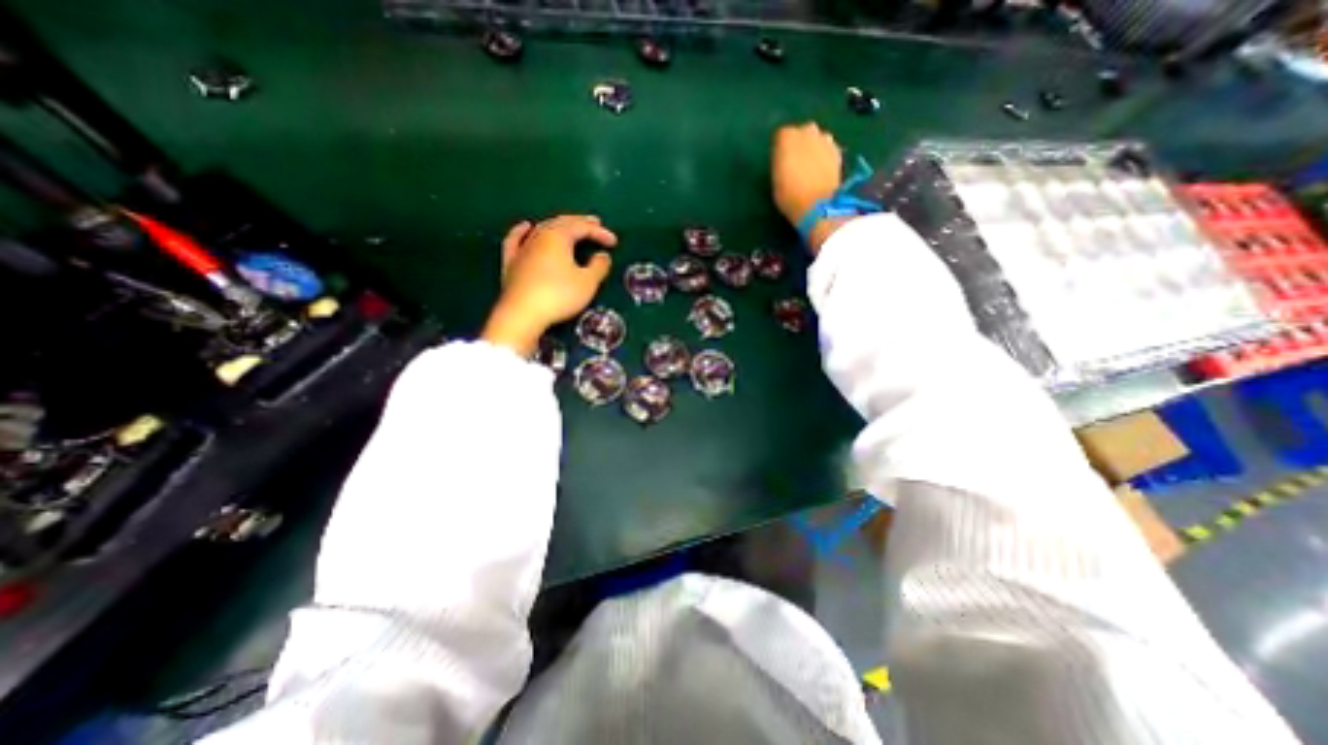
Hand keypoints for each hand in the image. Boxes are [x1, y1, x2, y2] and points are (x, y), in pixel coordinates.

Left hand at [484, 215, 616, 358]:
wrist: (522, 314)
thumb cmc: (559, 296)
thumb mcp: (587, 283)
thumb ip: (598, 267)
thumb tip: (602, 256)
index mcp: (558, 237)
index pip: (582, 227)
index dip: (600, 232)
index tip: (614, 243)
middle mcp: (538, 236)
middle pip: (561, 222)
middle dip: (580, 223)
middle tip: (595, 223)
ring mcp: (522, 248)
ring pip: (541, 229)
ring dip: (558, 226)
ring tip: (569, 228)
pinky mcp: (510, 262)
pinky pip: (516, 239)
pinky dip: (523, 231)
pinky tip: (526, 227)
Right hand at [769, 122, 836, 225]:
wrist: (817, 204)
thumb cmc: (789, 195)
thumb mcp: (775, 180)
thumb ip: (781, 163)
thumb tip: (786, 160)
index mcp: (786, 137)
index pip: (780, 138)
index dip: (781, 151)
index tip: (781, 164)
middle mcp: (806, 130)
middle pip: (801, 135)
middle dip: (799, 146)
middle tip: (797, 166)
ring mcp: (825, 138)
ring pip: (816, 140)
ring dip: (813, 150)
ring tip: (811, 170)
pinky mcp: (838, 150)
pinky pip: (828, 150)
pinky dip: (825, 158)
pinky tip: (821, 173)